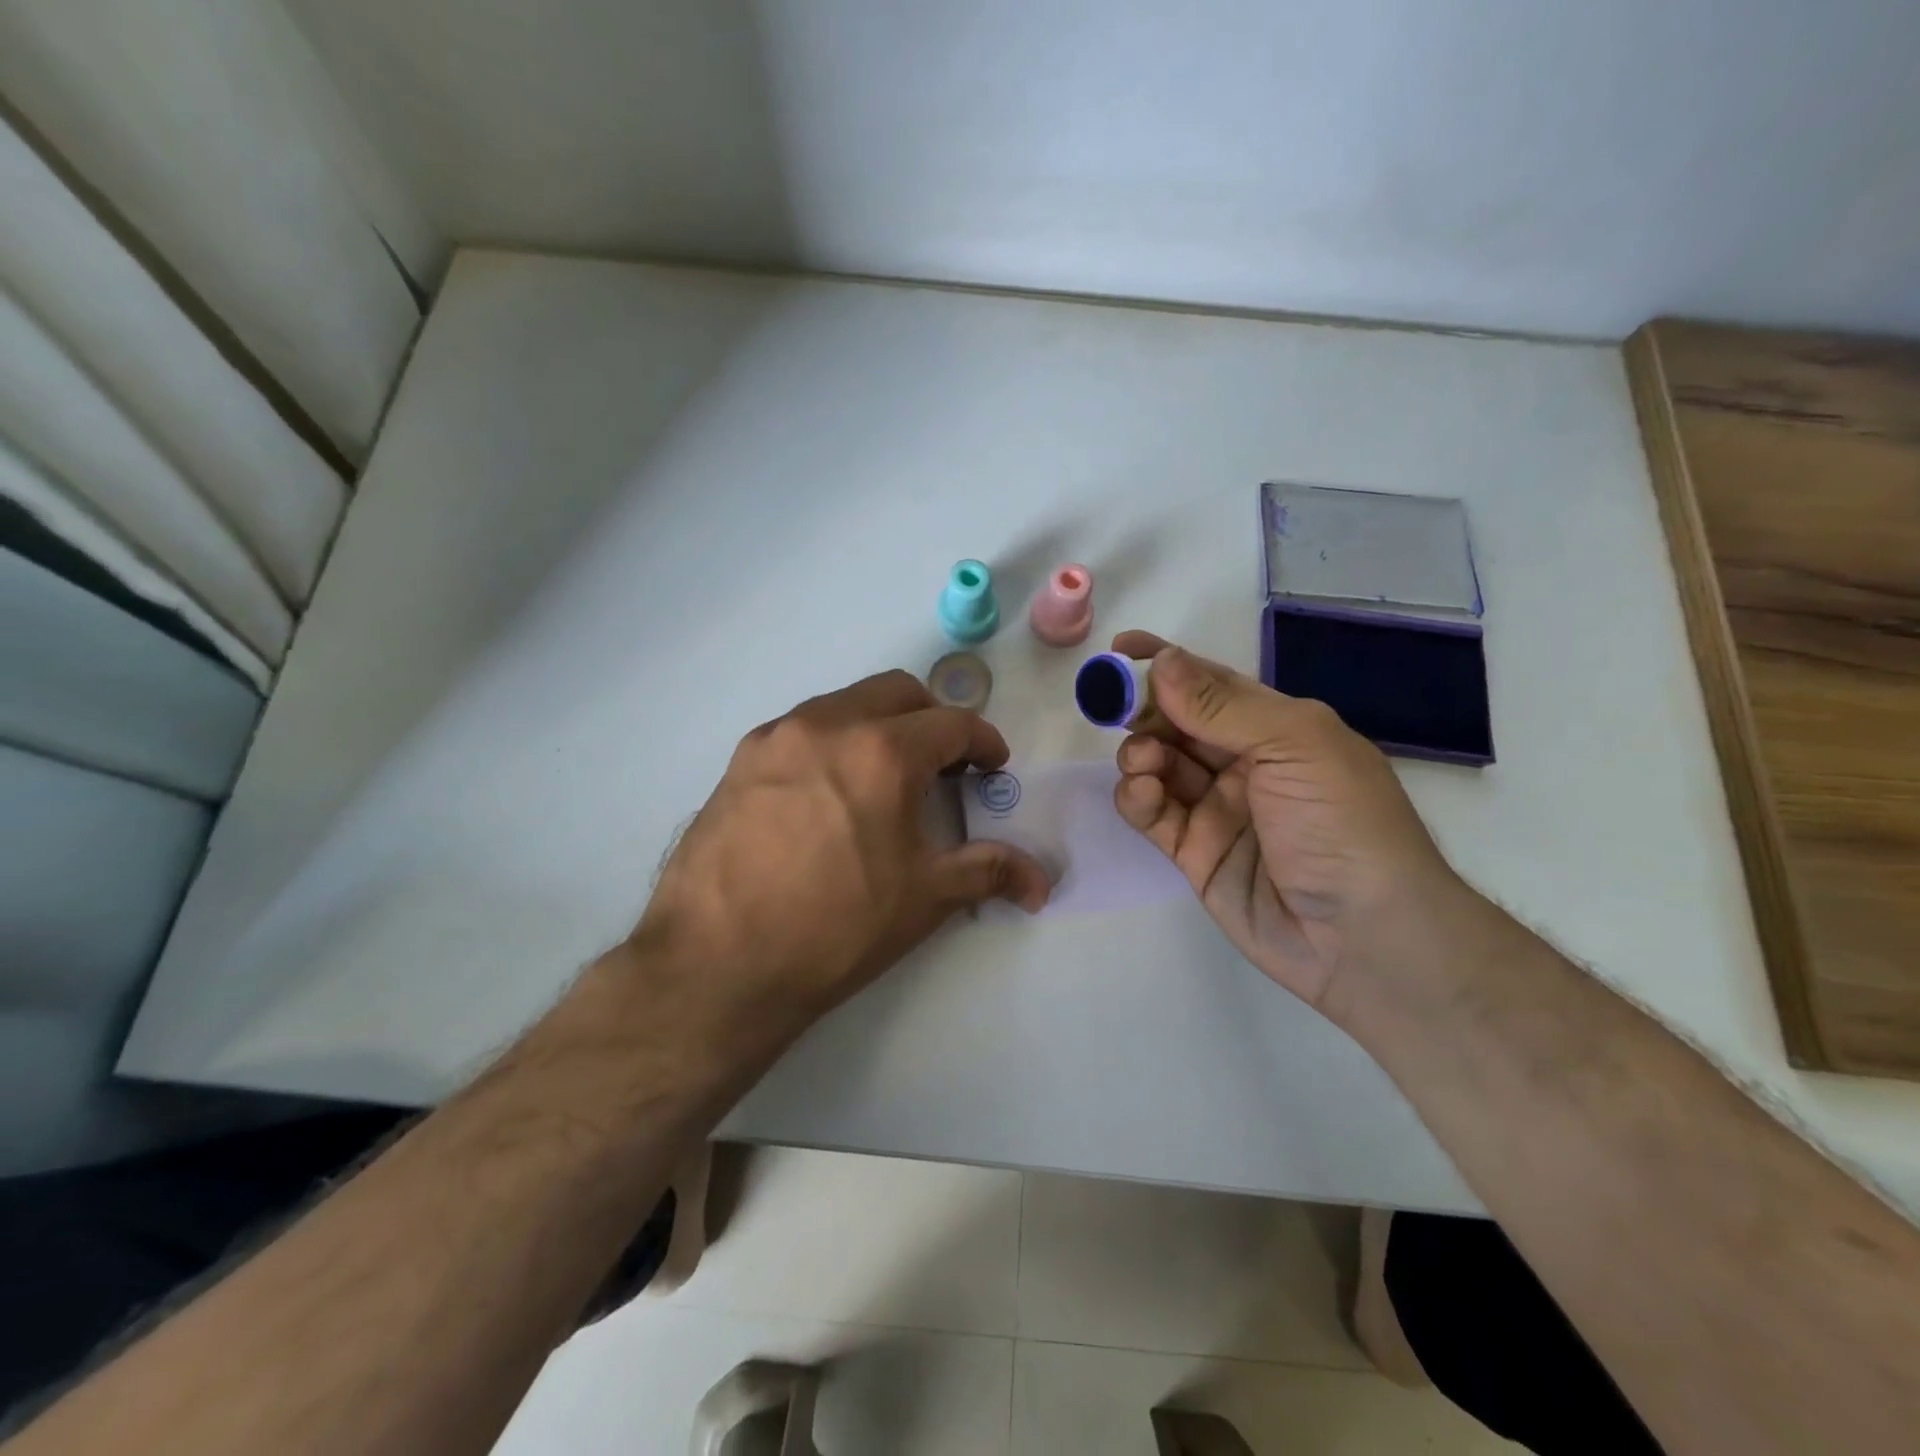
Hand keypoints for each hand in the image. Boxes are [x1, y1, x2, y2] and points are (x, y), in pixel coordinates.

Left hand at [629, 670, 1049, 1045]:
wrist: (715, 965)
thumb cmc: (835, 929)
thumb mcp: (924, 898)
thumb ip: (988, 871)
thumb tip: (1040, 880)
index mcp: (883, 751)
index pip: (953, 724)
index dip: (984, 744)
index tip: (993, 769)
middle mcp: (829, 724)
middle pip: (899, 692)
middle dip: (933, 720)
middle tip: (944, 766)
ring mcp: (777, 736)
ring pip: (846, 703)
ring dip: (879, 726)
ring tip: (885, 779)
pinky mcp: (740, 759)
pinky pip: (802, 729)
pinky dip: (833, 742)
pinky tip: (830, 794)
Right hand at [1109, 631, 1463, 1017]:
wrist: (1365, 937)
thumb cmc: (1343, 823)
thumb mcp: (1293, 746)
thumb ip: (1221, 705)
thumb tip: (1162, 661)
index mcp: (1277, 727)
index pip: (1211, 682)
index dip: (1165, 663)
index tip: (1119, 651)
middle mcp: (1244, 762)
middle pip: (1177, 722)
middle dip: (1144, 710)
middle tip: (1114, 708)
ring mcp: (1217, 808)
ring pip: (1159, 765)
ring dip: (1140, 753)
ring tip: (1142, 762)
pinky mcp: (1194, 852)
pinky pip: (1153, 813)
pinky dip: (1138, 798)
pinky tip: (1142, 794)